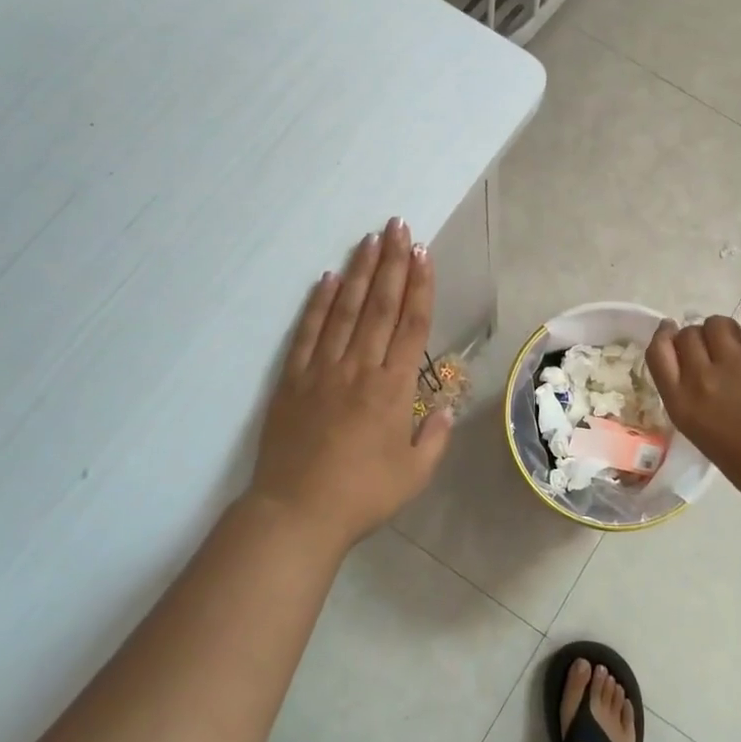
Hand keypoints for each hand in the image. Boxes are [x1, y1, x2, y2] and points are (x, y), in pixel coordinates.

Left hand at [246, 219, 453, 548]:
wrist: (296, 514)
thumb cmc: (363, 496)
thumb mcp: (415, 474)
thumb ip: (435, 436)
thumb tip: (447, 406)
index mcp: (394, 388)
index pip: (411, 325)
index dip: (419, 285)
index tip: (423, 253)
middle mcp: (360, 368)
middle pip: (380, 305)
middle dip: (392, 263)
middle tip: (398, 227)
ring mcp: (323, 370)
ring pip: (345, 310)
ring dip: (360, 272)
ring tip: (370, 239)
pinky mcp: (293, 379)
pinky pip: (308, 332)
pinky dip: (319, 303)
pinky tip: (328, 278)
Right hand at [646, 305, 740, 509]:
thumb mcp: (702, 434)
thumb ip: (693, 401)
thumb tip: (701, 371)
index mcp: (681, 403)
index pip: (657, 351)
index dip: (664, 336)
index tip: (671, 331)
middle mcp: (701, 377)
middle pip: (688, 333)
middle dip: (701, 339)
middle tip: (720, 352)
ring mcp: (735, 362)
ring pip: (718, 322)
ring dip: (728, 331)